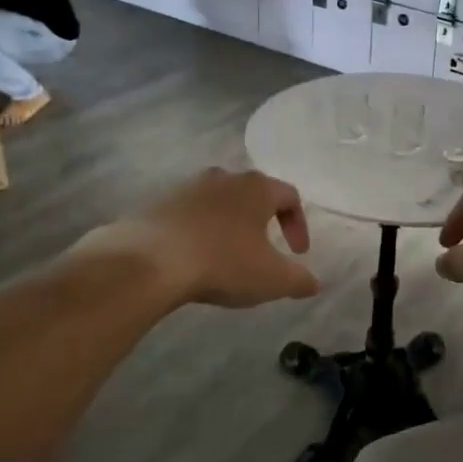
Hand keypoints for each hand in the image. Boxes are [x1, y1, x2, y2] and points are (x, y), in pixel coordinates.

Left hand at [74, 167, 318, 309]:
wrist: (148, 261)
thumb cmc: (223, 263)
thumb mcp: (272, 279)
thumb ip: (300, 280)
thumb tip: (314, 283)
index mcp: (256, 188)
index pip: (289, 196)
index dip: (299, 225)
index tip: (298, 254)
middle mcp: (223, 178)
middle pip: (252, 194)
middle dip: (262, 222)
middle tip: (264, 250)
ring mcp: (187, 187)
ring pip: (218, 203)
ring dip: (229, 226)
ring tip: (227, 257)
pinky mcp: (157, 203)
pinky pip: (188, 215)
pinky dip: (199, 233)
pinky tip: (194, 259)